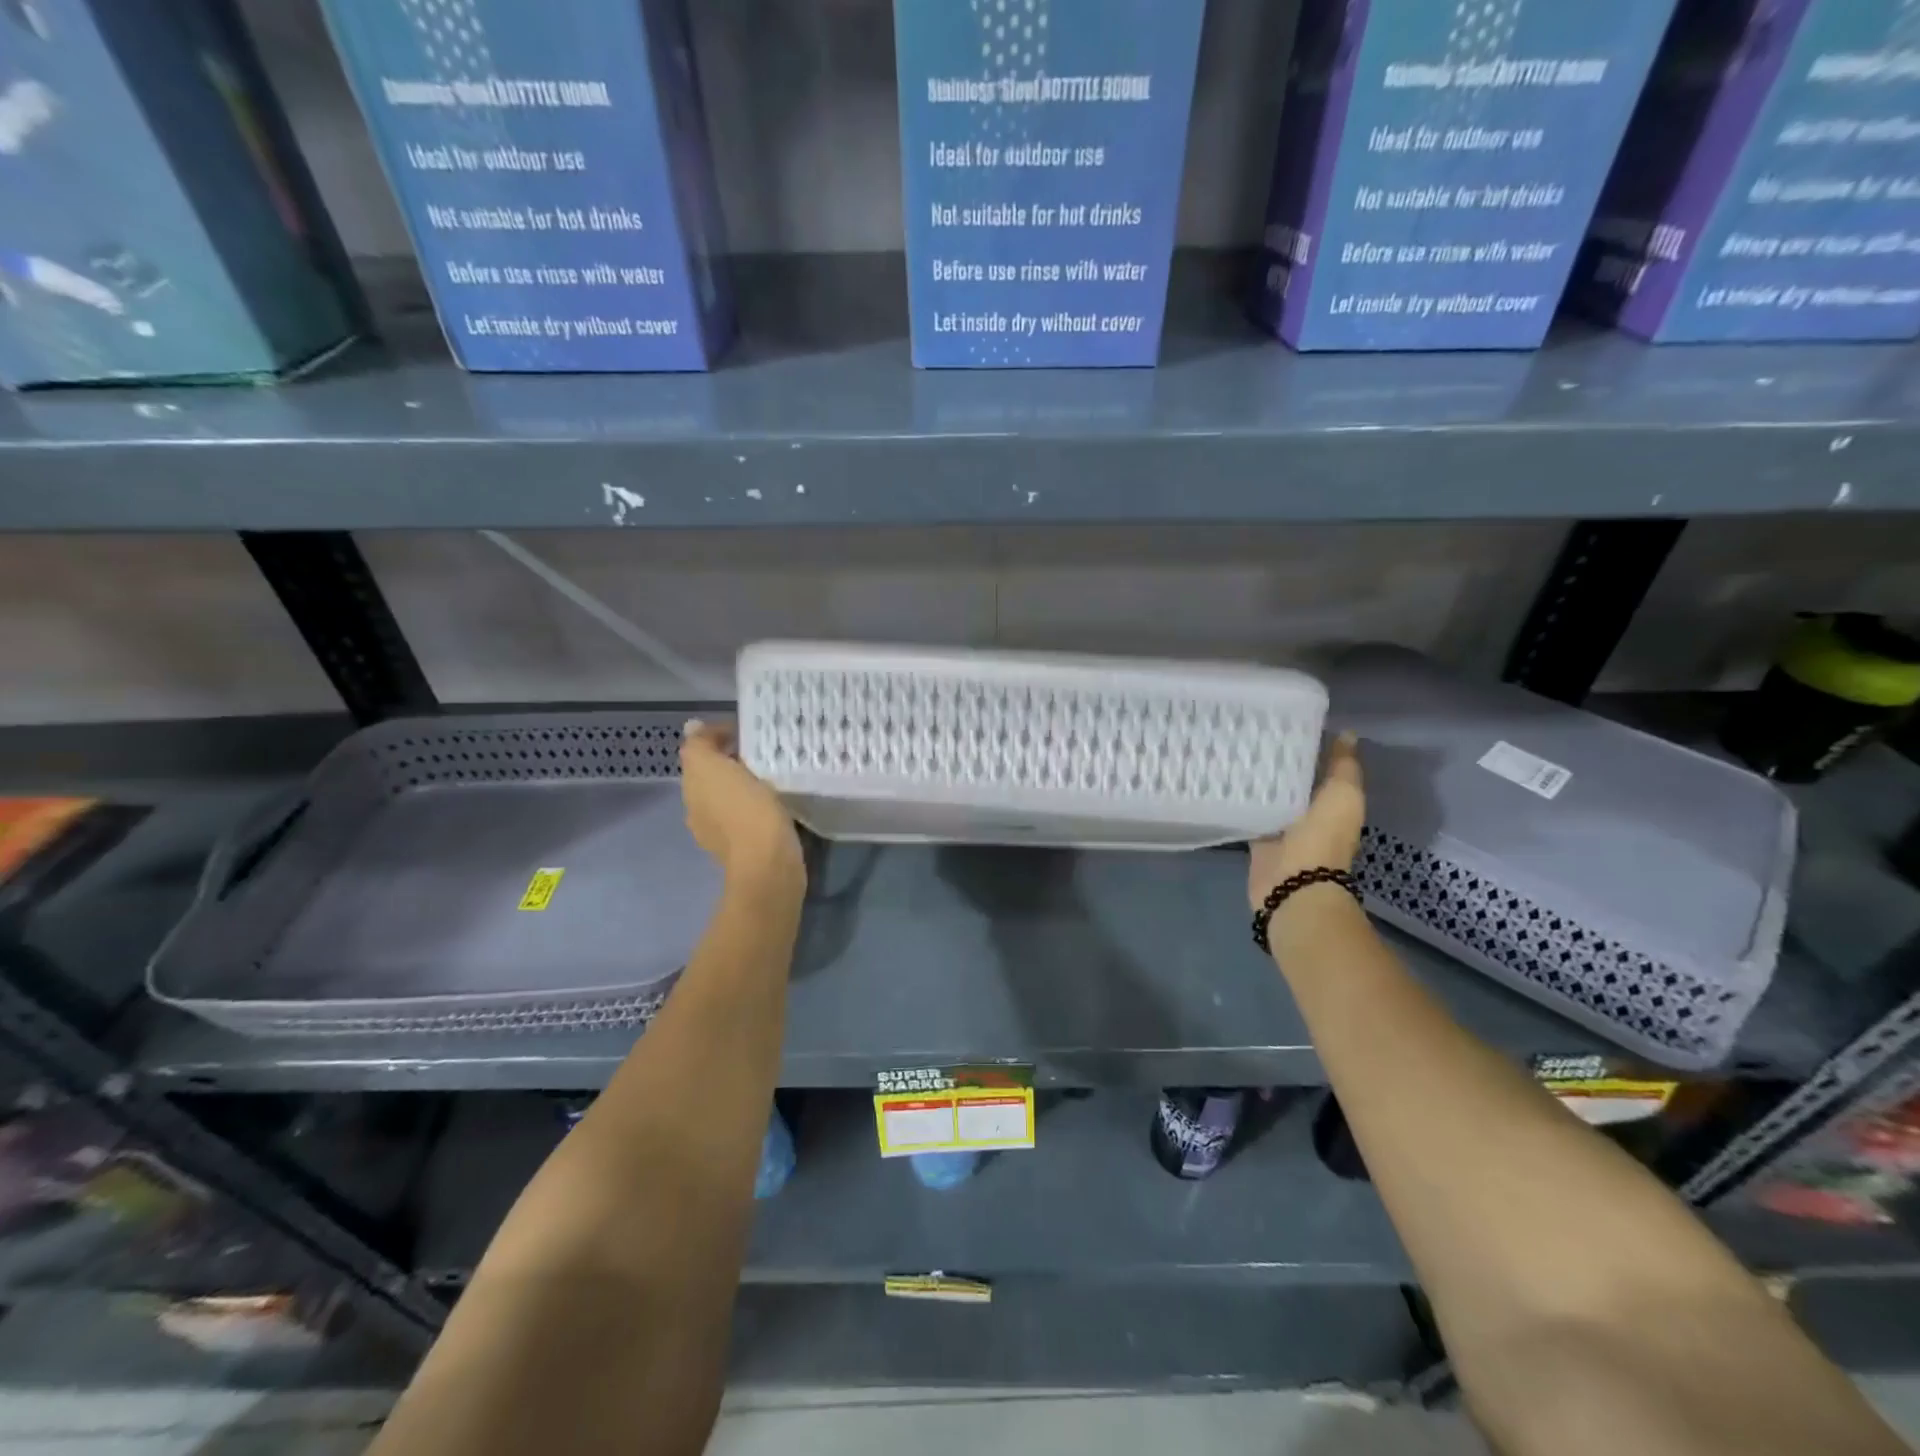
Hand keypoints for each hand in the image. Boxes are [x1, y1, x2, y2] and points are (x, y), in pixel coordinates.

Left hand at [679, 719, 802, 886]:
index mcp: (692, 789)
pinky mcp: (747, 847)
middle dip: (733, 761)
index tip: (748, 731)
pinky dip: (758, 805)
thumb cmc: (744, 811)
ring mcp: (722, 833)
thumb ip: (700, 746)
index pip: (699, 753)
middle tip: (763, 750)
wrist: (768, 865)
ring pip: (731, 796)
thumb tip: (692, 727)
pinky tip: (776, 802)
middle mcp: (700, 810)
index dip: (719, 736)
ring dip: (746, 784)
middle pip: (714, 775)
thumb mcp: (713, 768)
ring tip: (773, 773)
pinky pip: (749, 815)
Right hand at [1247, 731, 1364, 911]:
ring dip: (1256, 779)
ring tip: (1233, 748)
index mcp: (1333, 800)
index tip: (1285, 720)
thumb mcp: (1343, 794)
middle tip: (1251, 729)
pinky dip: (1240, 800)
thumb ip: (1343, 765)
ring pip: (1268, 795)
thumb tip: (1347, 733)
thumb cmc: (1323, 837)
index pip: (1319, 765)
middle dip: (1276, 760)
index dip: (1307, 744)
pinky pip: (1248, 812)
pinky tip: (1223, 779)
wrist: (1295, 884)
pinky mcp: (1257, 838)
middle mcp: (1308, 812)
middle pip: (1291, 779)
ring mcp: (1281, 827)